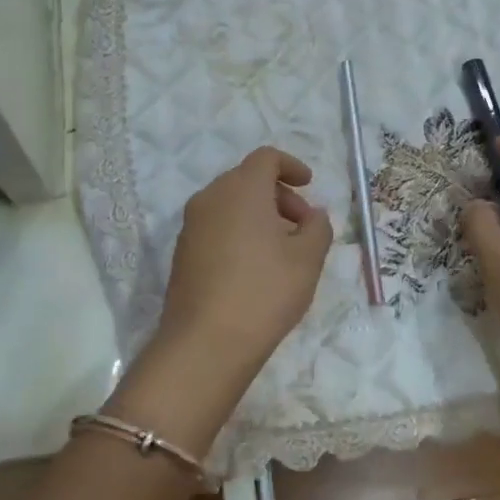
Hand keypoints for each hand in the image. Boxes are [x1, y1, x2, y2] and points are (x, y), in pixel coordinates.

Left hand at [157, 147, 332, 380]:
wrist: (206, 342)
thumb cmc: (265, 292)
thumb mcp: (308, 259)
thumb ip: (317, 227)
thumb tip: (312, 215)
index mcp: (241, 189)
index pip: (266, 158)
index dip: (291, 166)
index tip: (309, 186)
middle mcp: (210, 198)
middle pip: (247, 179)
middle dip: (279, 195)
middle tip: (302, 226)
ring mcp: (191, 226)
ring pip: (230, 205)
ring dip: (259, 216)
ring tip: (282, 251)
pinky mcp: (182, 253)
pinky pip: (215, 227)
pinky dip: (238, 233)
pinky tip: (254, 268)